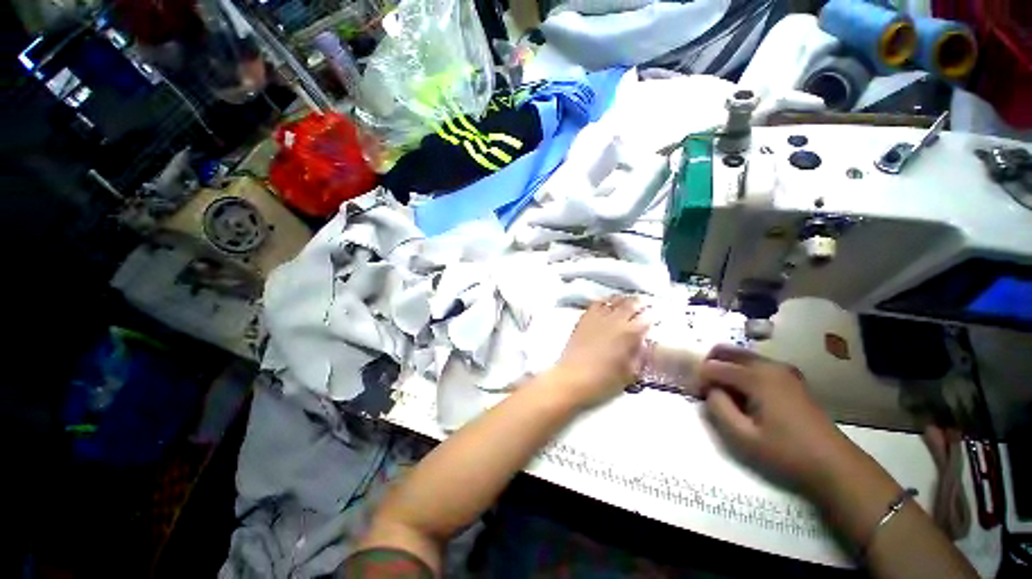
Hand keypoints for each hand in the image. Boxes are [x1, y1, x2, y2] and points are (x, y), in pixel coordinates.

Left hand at [552, 296, 648, 407]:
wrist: (574, 376)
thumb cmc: (605, 379)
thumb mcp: (631, 372)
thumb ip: (640, 355)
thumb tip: (643, 344)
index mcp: (630, 333)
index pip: (647, 317)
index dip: (653, 316)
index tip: (655, 317)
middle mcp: (616, 319)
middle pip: (631, 303)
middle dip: (640, 302)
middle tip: (645, 304)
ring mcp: (598, 316)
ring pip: (614, 300)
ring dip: (623, 299)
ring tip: (627, 301)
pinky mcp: (584, 317)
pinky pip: (597, 303)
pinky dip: (605, 301)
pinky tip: (607, 305)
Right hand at [697, 344, 858, 491]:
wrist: (834, 463)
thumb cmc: (786, 452)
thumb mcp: (743, 437)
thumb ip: (718, 408)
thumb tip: (710, 390)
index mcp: (757, 378)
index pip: (714, 367)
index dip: (700, 379)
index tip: (697, 396)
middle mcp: (769, 365)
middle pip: (726, 351)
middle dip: (709, 364)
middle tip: (705, 387)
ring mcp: (783, 369)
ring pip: (741, 355)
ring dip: (725, 367)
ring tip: (723, 392)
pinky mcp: (790, 377)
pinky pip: (756, 363)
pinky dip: (741, 370)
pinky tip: (744, 393)